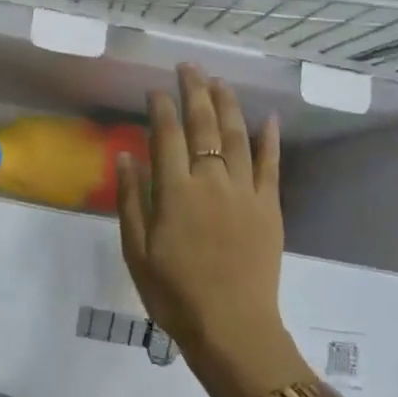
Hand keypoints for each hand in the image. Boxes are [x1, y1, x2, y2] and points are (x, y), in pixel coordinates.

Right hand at [116, 65, 312, 396]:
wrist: (231, 328)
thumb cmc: (174, 294)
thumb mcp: (136, 251)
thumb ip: (132, 200)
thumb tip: (126, 154)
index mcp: (176, 192)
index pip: (166, 135)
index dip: (161, 107)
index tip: (155, 89)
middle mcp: (211, 182)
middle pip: (203, 126)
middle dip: (195, 92)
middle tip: (188, 67)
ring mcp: (245, 192)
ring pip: (237, 136)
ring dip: (227, 105)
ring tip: (219, 82)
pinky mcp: (270, 208)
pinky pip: (271, 166)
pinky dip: (270, 140)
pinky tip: (268, 118)